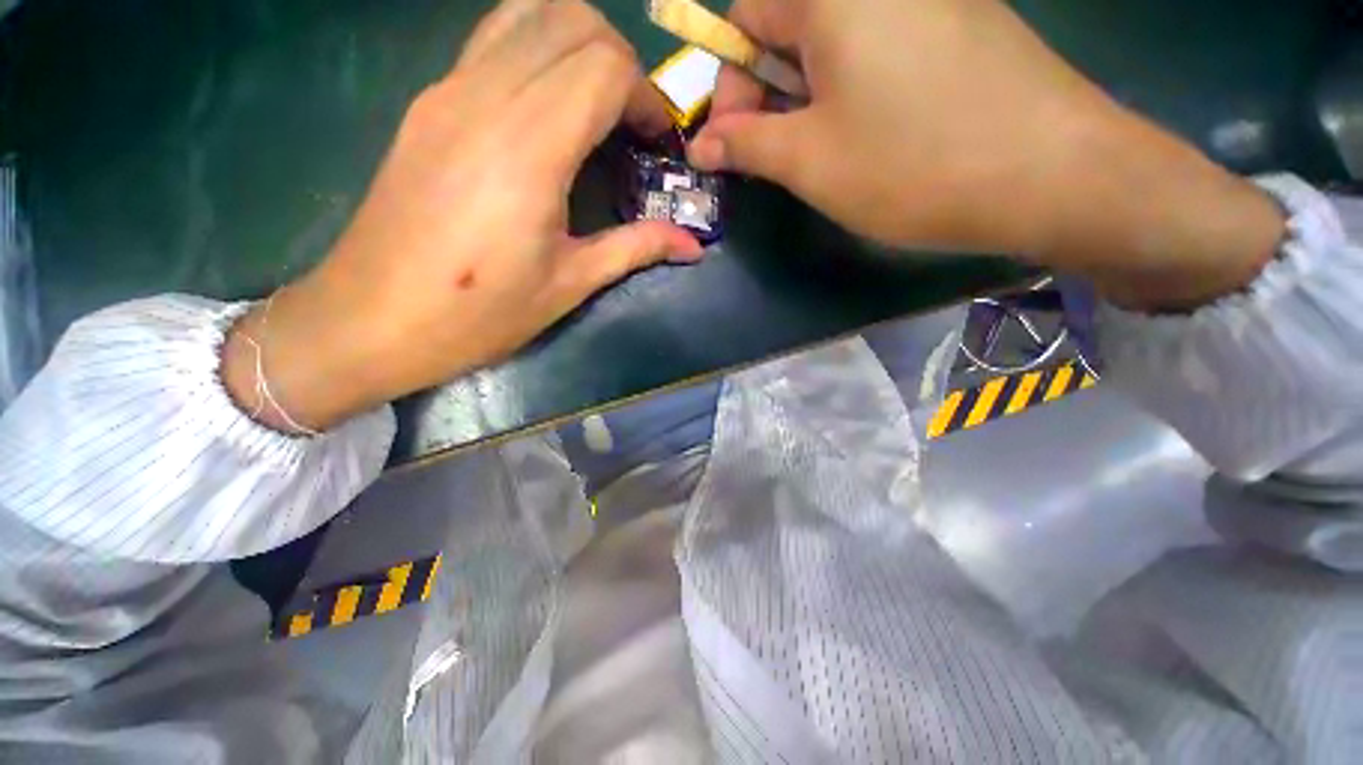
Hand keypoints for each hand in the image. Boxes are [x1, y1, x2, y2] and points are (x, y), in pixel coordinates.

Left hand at [221, 0, 701, 432]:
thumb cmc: (480, 313)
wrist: (373, 319)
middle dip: (620, 63)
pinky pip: (493, 40)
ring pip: (527, 13)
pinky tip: (548, 110)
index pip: (605, 67)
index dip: (646, 97)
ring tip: (596, 108)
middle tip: (632, 125)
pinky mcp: (428, 101)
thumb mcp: (570, 283)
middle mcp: (485, 97)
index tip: (657, 143)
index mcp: (528, 148)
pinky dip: (537, 51)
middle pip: (572, 20)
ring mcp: (448, 90)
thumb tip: (693, 245)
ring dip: (578, 44)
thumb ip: (637, 249)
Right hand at [688, 0, 1283, 309]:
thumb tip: (702, 145)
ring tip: (820, 153)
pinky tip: (869, 135)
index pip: (746, 16)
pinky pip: (880, 49)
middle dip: (768, 93)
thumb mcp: (809, 161)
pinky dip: (854, 90)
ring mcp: (927, 0)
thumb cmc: (911, 164)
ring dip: (809, 99)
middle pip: (790, 28)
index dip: (729, 82)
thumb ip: (745, 145)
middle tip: (774, 155)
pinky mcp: (960, 25)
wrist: (1051, 174)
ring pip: (835, 44)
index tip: (732, 140)